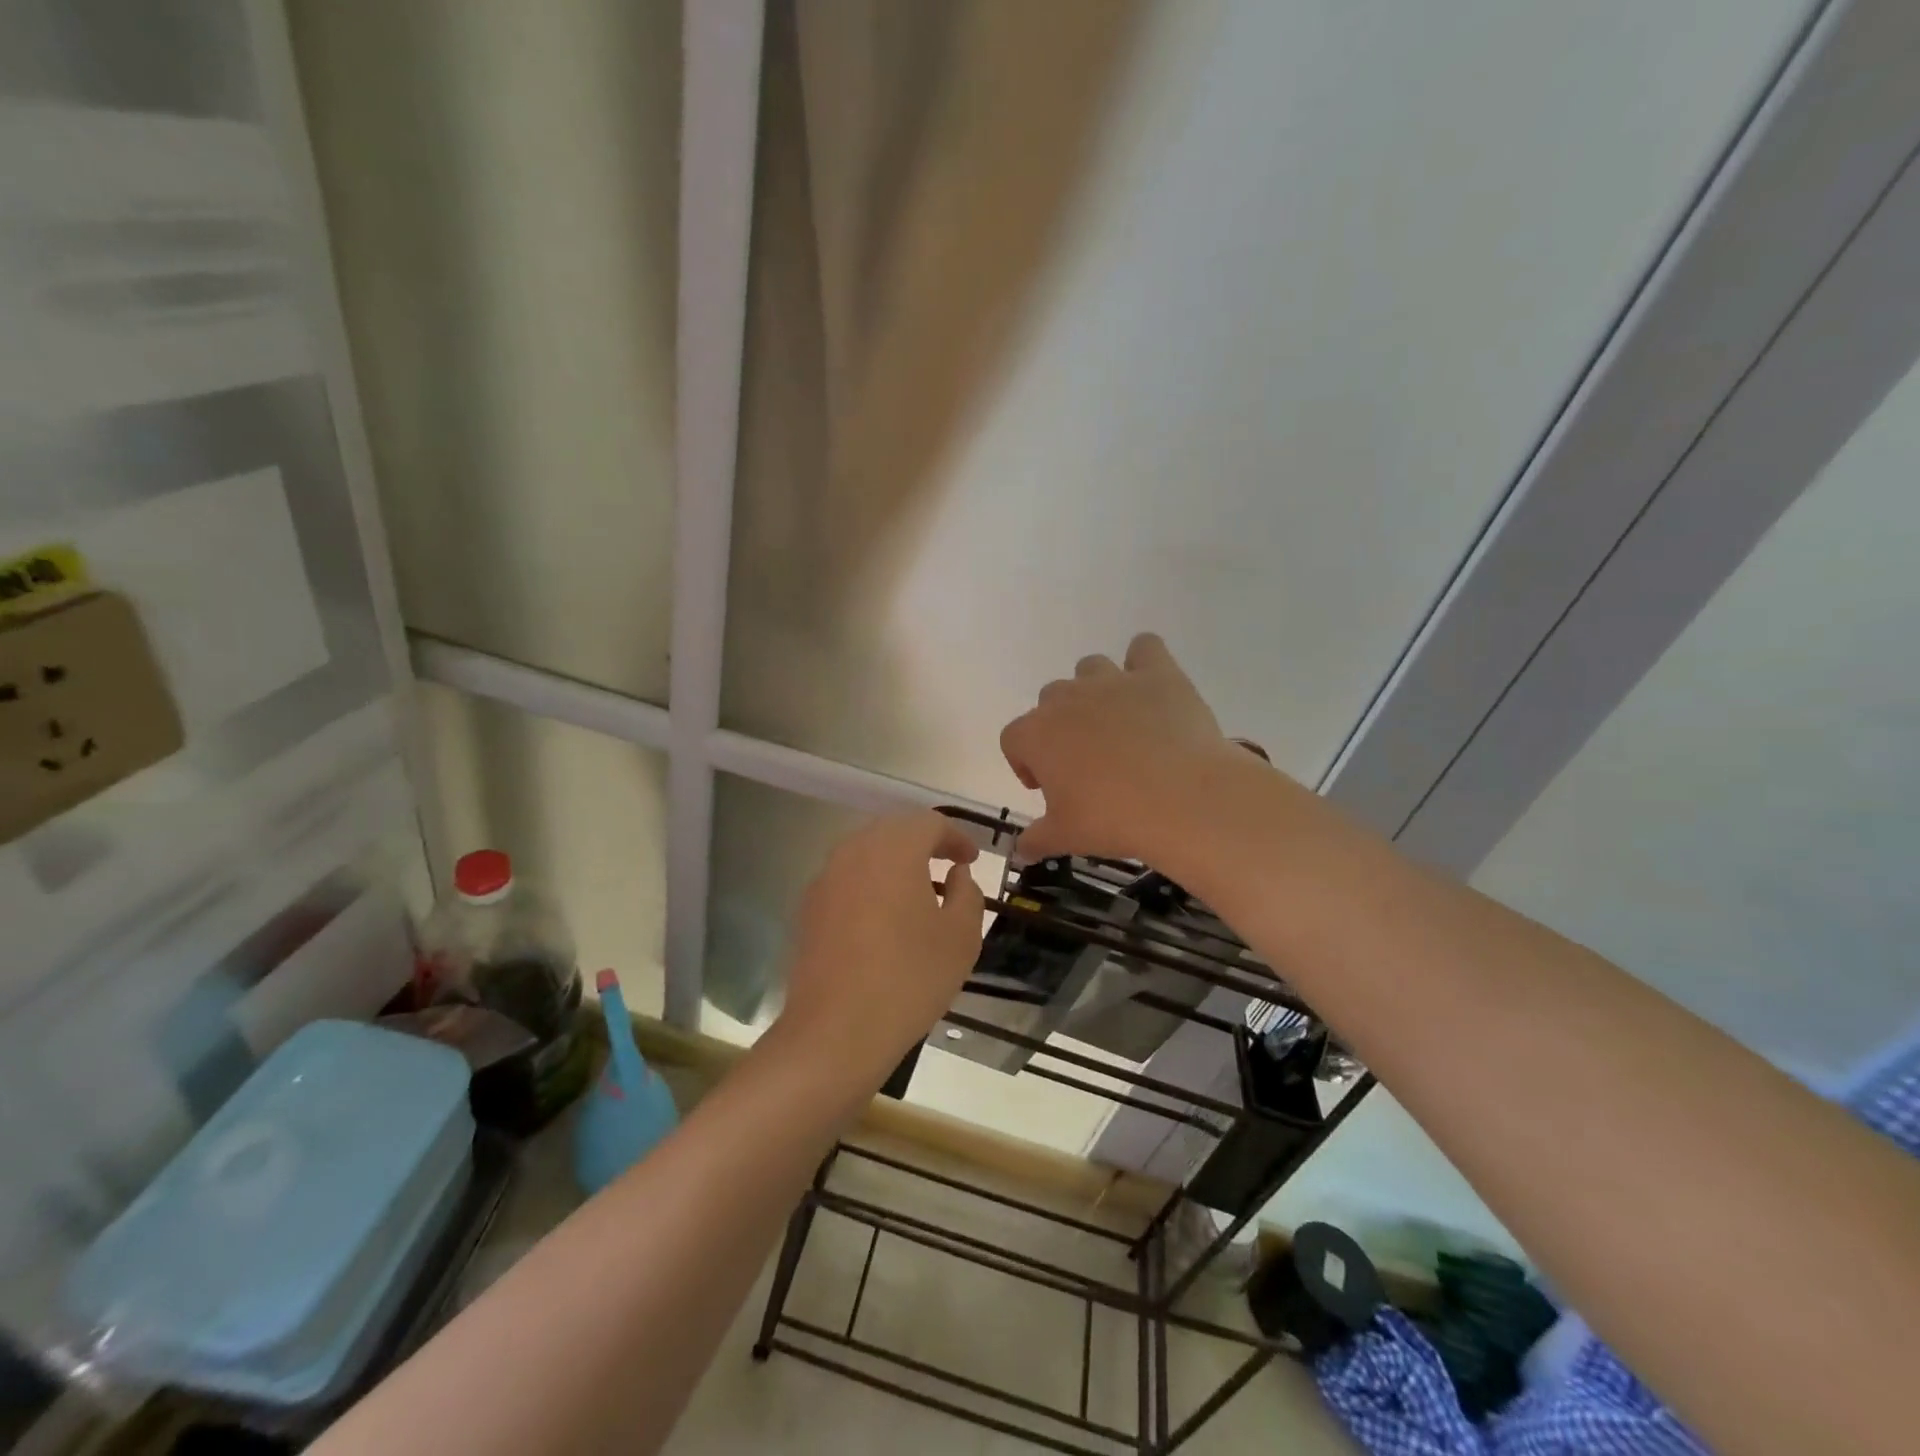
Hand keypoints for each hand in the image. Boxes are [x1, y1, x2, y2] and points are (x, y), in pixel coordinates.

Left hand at [775, 811, 985, 1088]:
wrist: (836, 1031)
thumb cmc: (909, 978)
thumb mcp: (961, 937)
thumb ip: (967, 894)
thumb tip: (957, 875)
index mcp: (894, 849)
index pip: (929, 823)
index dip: (956, 837)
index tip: (971, 860)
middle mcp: (854, 852)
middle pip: (894, 831)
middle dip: (924, 843)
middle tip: (948, 866)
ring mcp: (825, 879)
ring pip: (867, 853)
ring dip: (895, 863)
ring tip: (919, 892)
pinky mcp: (809, 908)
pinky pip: (847, 879)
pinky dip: (871, 885)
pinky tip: (885, 918)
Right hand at [1000, 633, 1238, 861]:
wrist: (1183, 799)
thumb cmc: (1113, 819)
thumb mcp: (1067, 837)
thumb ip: (1037, 839)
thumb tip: (1021, 850)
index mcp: (1036, 734)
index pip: (1013, 739)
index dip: (1026, 763)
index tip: (1048, 788)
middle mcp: (1067, 698)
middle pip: (1049, 701)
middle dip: (1060, 727)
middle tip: (1086, 764)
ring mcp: (1112, 680)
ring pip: (1089, 669)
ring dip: (1094, 691)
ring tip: (1117, 725)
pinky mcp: (1157, 673)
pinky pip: (1144, 648)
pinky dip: (1144, 662)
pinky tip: (1152, 688)